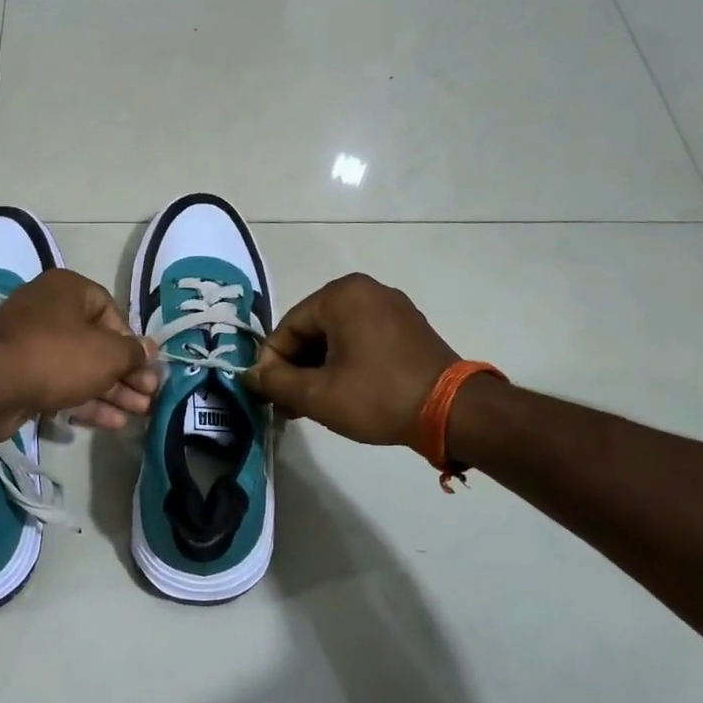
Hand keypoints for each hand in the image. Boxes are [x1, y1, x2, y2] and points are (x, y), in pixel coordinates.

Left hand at [0, 269, 157, 440]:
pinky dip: (87, 402)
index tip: (147, 367)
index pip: (111, 311)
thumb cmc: (58, 356)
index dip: (132, 341)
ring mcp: (33, 345)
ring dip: (112, 392)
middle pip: (98, 344)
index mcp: (68, 290)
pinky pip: (63, 385)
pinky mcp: (23, 376)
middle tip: (150, 396)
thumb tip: (148, 351)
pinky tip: (114, 423)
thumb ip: (133, 353)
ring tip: (141, 413)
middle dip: (127, 373)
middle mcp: (49, 311)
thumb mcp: (107, 353)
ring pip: (82, 368)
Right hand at [244, 273, 457, 447]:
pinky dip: (345, 363)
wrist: (453, 412)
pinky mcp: (408, 327)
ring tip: (312, 405)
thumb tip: (249, 374)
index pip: (287, 328)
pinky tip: (341, 394)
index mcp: (341, 295)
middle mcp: (365, 290)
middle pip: (311, 330)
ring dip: (318, 369)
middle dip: (296, 368)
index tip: (268, 397)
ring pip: (336, 337)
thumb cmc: (378, 396)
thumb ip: (275, 381)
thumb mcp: (317, 394)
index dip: (272, 364)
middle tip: (289, 405)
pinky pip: (361, 340)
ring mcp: (391, 307)